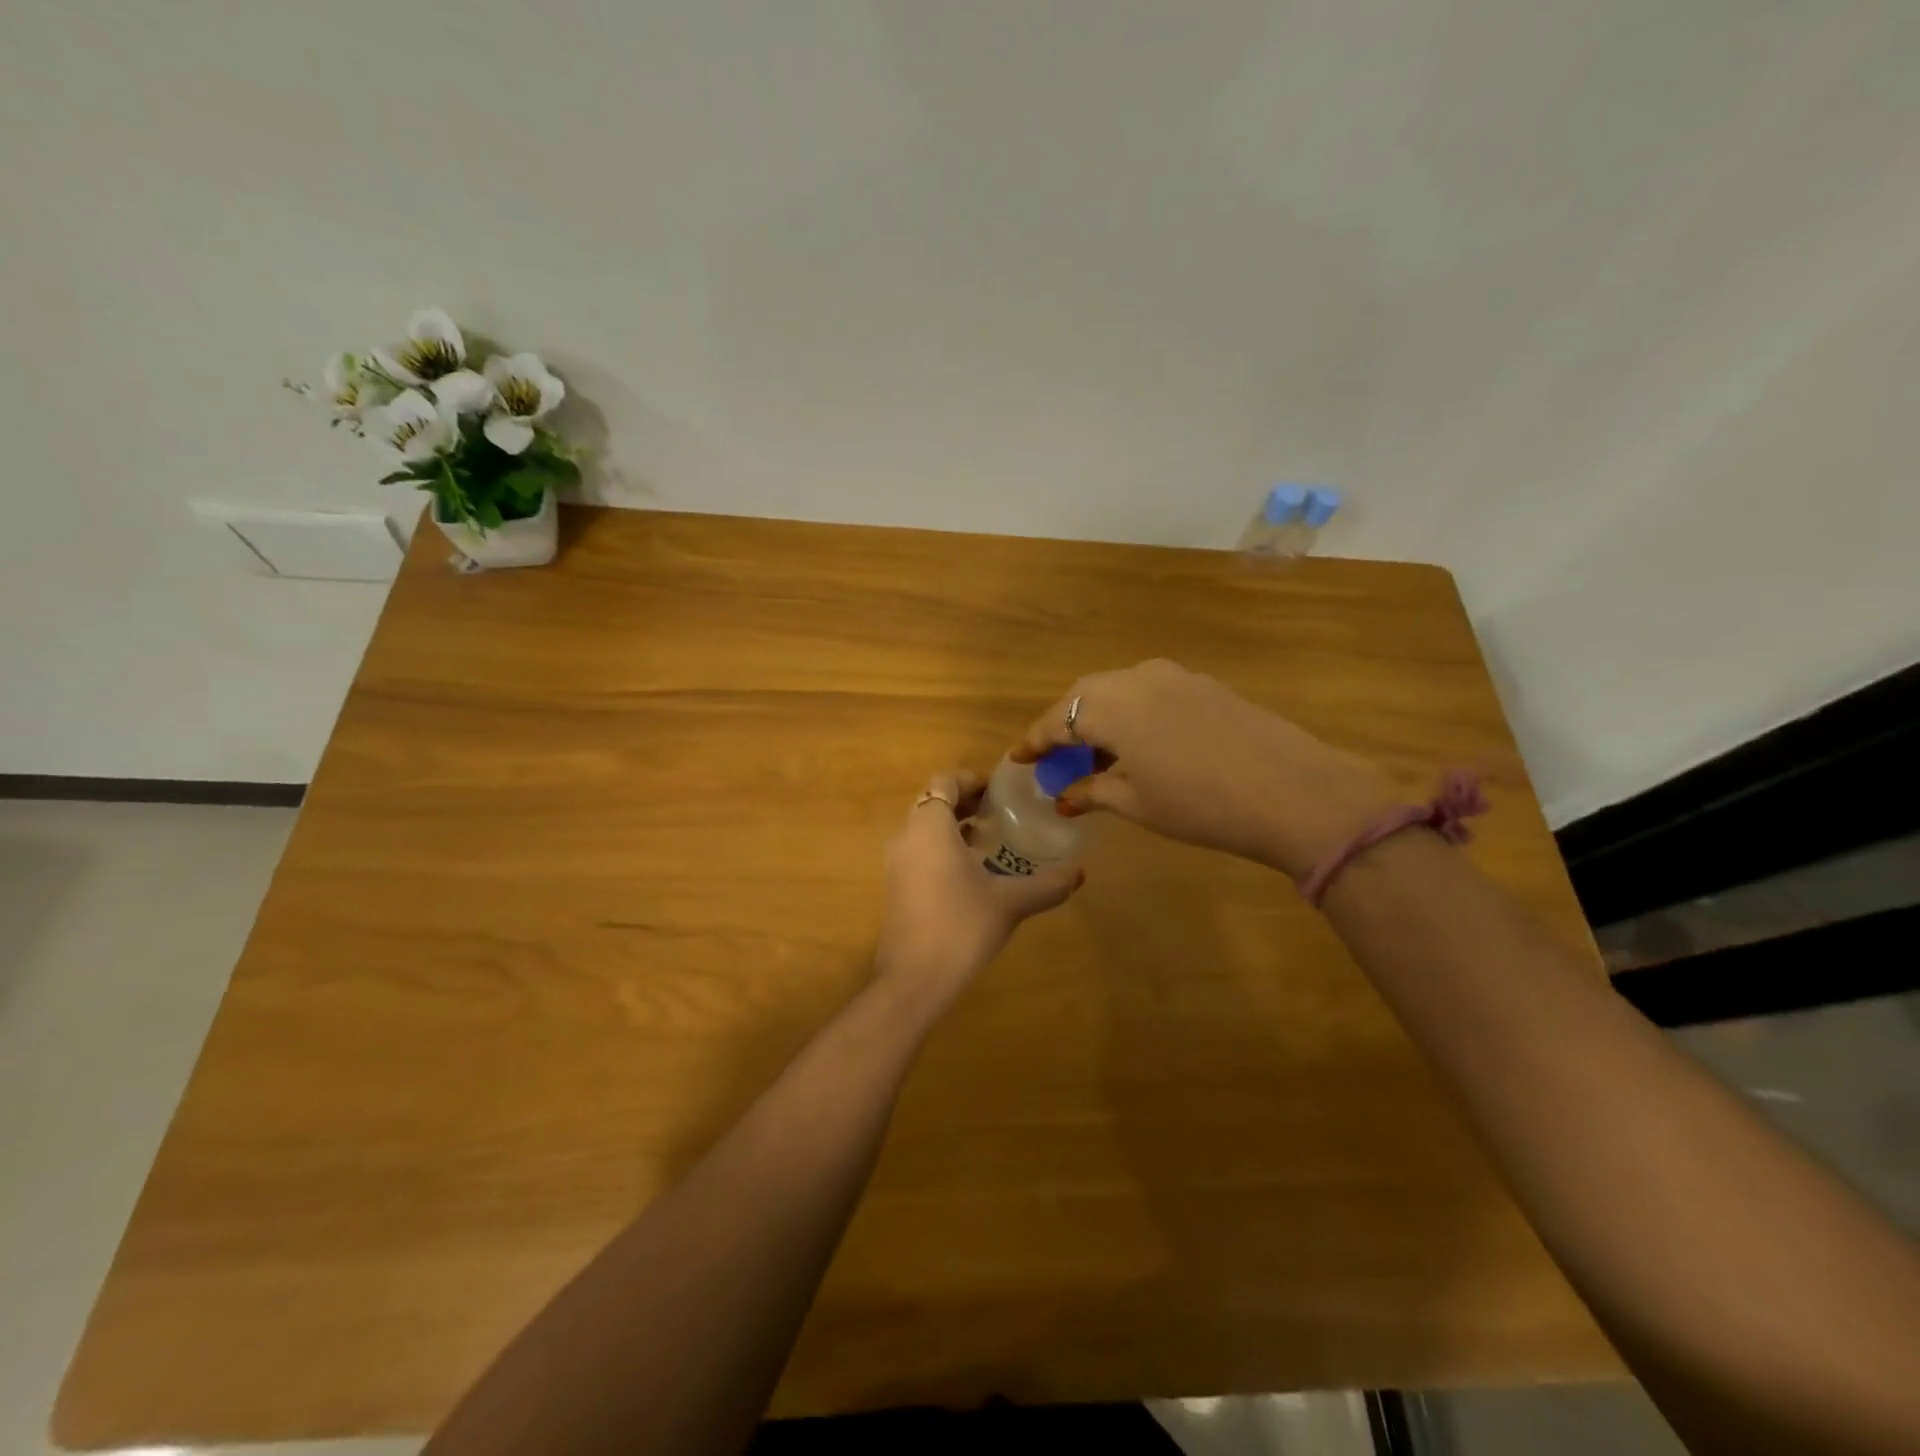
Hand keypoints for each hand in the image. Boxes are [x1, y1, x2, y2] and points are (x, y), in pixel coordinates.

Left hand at [875, 771, 1083, 1011]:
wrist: (913, 979)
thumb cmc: (962, 927)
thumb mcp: (1010, 902)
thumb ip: (1047, 884)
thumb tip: (1080, 872)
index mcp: (930, 827)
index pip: (944, 782)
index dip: (971, 781)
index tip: (998, 793)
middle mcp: (906, 836)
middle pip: (932, 803)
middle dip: (964, 803)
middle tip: (998, 813)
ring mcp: (895, 863)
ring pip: (923, 828)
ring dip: (952, 827)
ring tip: (987, 841)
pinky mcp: (895, 886)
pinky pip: (917, 851)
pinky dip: (940, 848)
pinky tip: (970, 874)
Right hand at [1012, 659, 1394, 878]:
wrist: (1293, 791)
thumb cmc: (1199, 803)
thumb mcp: (1137, 803)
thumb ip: (1093, 791)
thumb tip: (1065, 796)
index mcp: (1110, 705)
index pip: (1057, 719)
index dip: (1035, 742)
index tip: (1020, 759)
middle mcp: (1136, 678)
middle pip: (1084, 695)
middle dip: (1064, 725)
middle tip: (1056, 758)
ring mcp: (1175, 676)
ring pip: (1119, 690)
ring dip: (1100, 717)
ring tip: (1097, 755)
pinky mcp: (1205, 685)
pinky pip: (1151, 692)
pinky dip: (1132, 713)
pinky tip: (1141, 744)